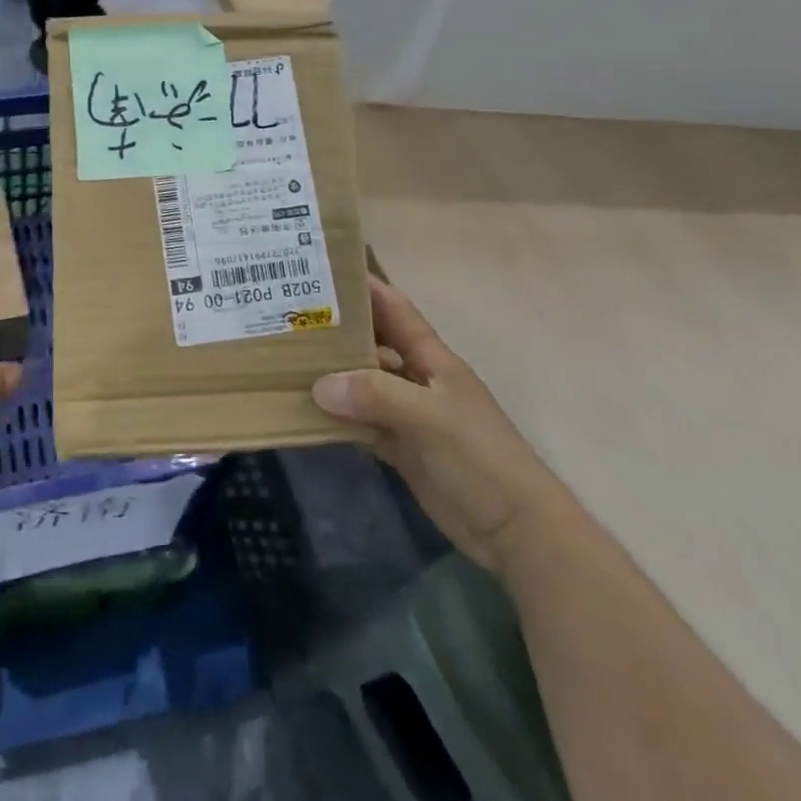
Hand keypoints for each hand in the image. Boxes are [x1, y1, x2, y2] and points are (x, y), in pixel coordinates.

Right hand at [312, 275, 575, 573]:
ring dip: (331, 375)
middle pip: (372, 343)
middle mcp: (417, 379)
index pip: (394, 309)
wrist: (514, 528)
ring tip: (285, 361)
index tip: (323, 271)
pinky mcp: (401, 447)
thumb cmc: (479, 457)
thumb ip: (376, 395)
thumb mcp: (430, 417)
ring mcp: (408, 414)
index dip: (364, 287)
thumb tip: (319, 384)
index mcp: (432, 358)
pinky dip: (337, 417)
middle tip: (288, 318)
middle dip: (336, 329)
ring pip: (362, 384)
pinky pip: (361, 422)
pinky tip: (306, 412)